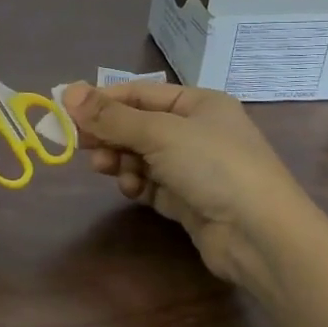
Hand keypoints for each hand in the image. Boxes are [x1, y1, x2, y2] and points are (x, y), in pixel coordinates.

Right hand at [62, 80, 307, 291]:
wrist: (260, 236)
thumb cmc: (213, 166)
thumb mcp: (158, 133)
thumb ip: (110, 116)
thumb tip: (67, 91)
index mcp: (198, 104)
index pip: (139, 93)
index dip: (102, 100)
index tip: (66, 110)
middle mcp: (196, 131)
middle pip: (137, 125)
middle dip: (108, 134)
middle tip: (77, 143)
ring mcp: (193, 167)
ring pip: (139, 156)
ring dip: (120, 160)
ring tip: (107, 168)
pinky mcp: (187, 199)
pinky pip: (149, 183)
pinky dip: (136, 184)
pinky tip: (132, 190)